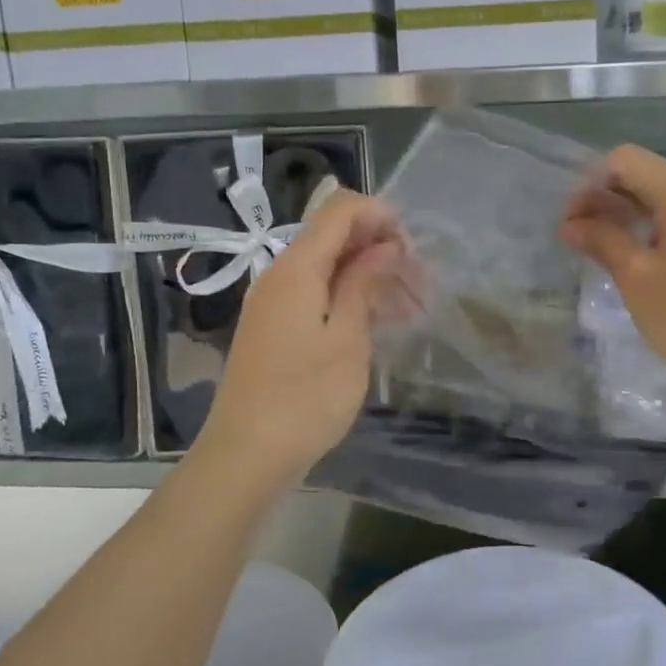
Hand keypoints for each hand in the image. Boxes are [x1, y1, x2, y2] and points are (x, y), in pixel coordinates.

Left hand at [196, 189, 404, 487]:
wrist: (246, 455)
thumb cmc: (305, 398)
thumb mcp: (347, 339)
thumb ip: (364, 283)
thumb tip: (384, 246)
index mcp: (296, 268)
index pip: (339, 210)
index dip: (380, 215)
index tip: (413, 248)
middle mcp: (280, 274)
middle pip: (332, 235)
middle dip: (379, 246)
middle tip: (419, 282)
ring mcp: (274, 302)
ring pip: (327, 267)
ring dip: (368, 275)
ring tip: (409, 306)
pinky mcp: (275, 328)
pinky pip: (316, 294)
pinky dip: (348, 297)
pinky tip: (378, 323)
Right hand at [561, 145, 665, 407]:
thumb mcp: (637, 278)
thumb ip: (602, 242)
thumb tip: (571, 225)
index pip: (625, 161)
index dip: (590, 185)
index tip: (571, 224)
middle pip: (644, 177)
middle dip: (604, 200)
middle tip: (575, 239)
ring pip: (661, 201)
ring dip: (625, 217)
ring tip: (597, 252)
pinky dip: (649, 232)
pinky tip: (633, 262)